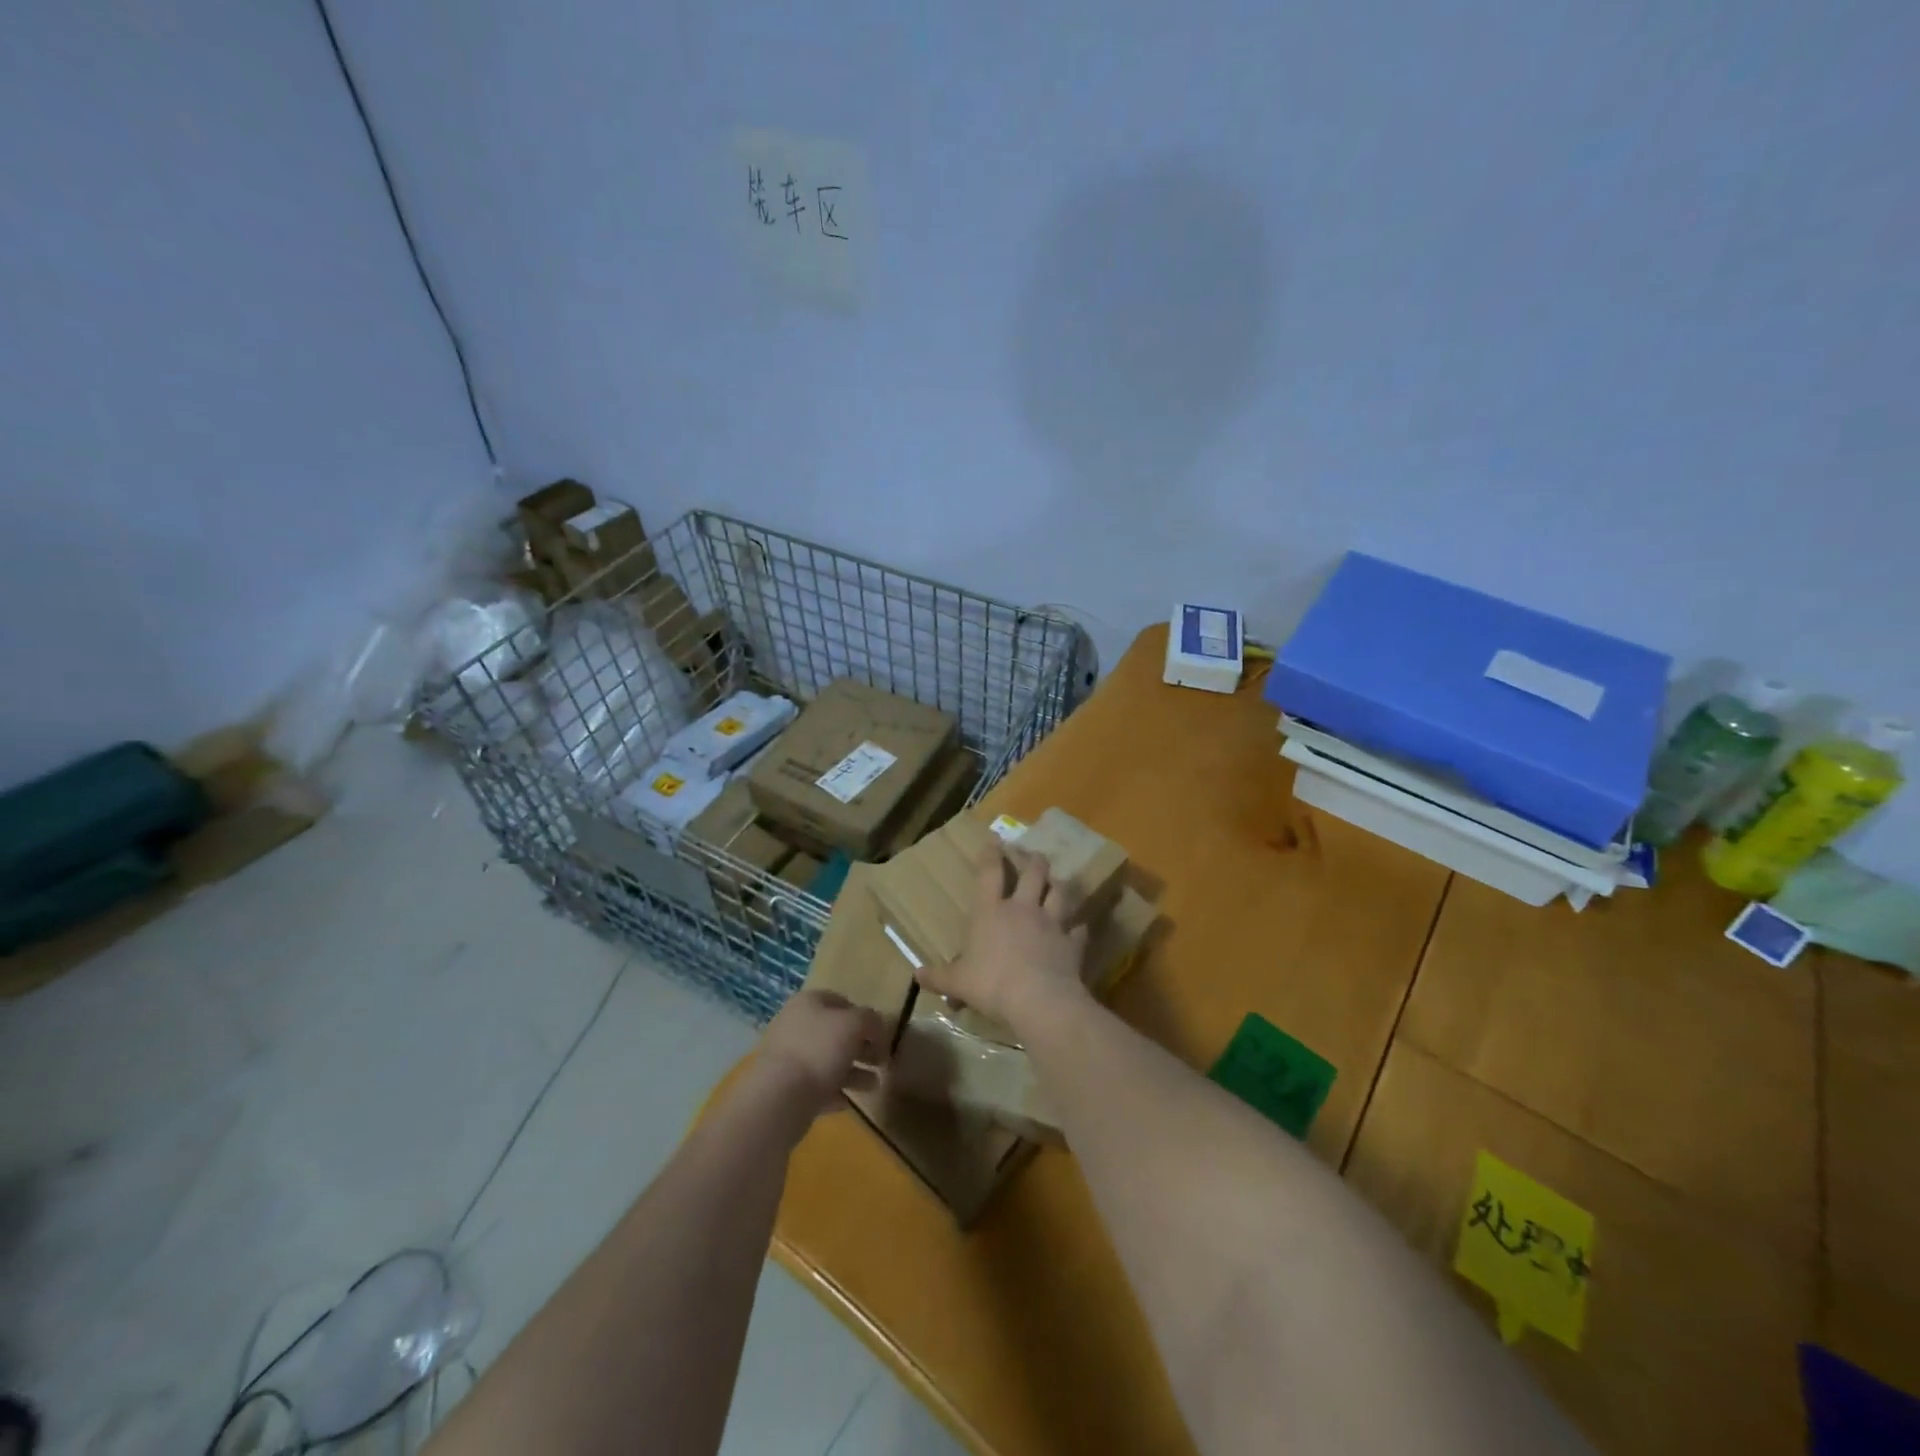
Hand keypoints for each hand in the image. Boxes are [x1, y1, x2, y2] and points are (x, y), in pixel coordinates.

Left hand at [753, 989, 885, 1118]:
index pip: (841, 1001)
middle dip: (861, 1048)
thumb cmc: (820, 1049)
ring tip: (874, 1087)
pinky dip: (834, 1092)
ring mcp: (788, 1058)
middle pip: (835, 1033)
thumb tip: (875, 1027)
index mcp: (807, 1003)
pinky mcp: (785, 1088)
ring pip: (828, 1061)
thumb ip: (871, 1020)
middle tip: (881, 1063)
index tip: (880, 1036)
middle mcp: (795, 1025)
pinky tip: (849, 1103)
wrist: (780, 1097)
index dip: (864, 1016)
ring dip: (853, 1073)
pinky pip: (816, 1086)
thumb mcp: (855, 1025)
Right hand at [916, 847, 1089, 1032]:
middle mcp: (1022, 909)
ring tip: (1058, 882)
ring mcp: (1051, 924)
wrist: (1039, 1000)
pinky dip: (1078, 929)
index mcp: (990, 912)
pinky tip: (1079, 928)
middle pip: (1033, 874)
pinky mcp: (1072, 943)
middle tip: (1035, 854)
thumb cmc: (991, 984)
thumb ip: (939, 977)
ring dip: (1058, 886)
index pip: (990, 873)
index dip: (991, 854)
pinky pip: (1078, 931)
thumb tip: (917, 976)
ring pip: (1059, 893)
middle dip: (1034, 861)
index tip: (996, 838)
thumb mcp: (958, 983)